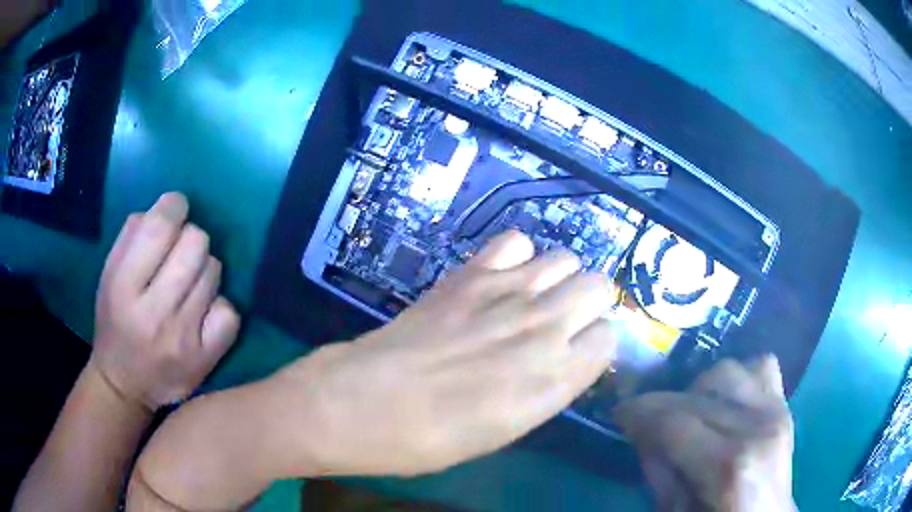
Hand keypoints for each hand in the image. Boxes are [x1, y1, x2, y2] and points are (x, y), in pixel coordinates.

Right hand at [90, 192, 240, 410]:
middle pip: (196, 243)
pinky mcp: (206, 359)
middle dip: (189, 237)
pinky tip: (202, 310)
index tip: (175, 208)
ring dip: (203, 269)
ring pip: (214, 272)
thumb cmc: (114, 324)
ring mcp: (184, 339)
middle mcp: (155, 313)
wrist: (126, 386)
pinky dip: (219, 304)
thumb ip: (132, 237)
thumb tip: (167, 207)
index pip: (159, 228)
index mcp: (124, 288)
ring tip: (186, 283)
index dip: (174, 206)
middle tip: (179, 252)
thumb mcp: (110, 276)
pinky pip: (230, 311)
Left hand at [272, 231, 618, 476]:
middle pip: (600, 285)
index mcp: (555, 378)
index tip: (580, 350)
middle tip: (564, 320)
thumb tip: (566, 359)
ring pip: (566, 258)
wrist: (364, 404)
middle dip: (590, 302)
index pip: (609, 337)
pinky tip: (500, 278)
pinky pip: (515, 241)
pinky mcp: (470, 273)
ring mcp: (506, 292)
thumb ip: (548, 388)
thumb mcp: (507, 430)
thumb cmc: (434, 438)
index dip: (596, 342)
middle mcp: (544, 327)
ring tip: (533, 297)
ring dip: (558, 277)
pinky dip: (517, 256)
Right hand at [614, 357, 795, 511]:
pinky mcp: (785, 404)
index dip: (639, 413)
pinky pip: (760, 366)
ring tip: (689, 414)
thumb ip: (659, 470)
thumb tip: (642, 430)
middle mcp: (758, 427)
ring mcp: (777, 410)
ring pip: (726, 371)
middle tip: (645, 421)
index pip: (675, 422)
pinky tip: (726, 401)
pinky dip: (738, 377)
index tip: (619, 414)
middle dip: (662, 403)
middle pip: (698, 394)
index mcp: (729, 467)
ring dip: (698, 390)